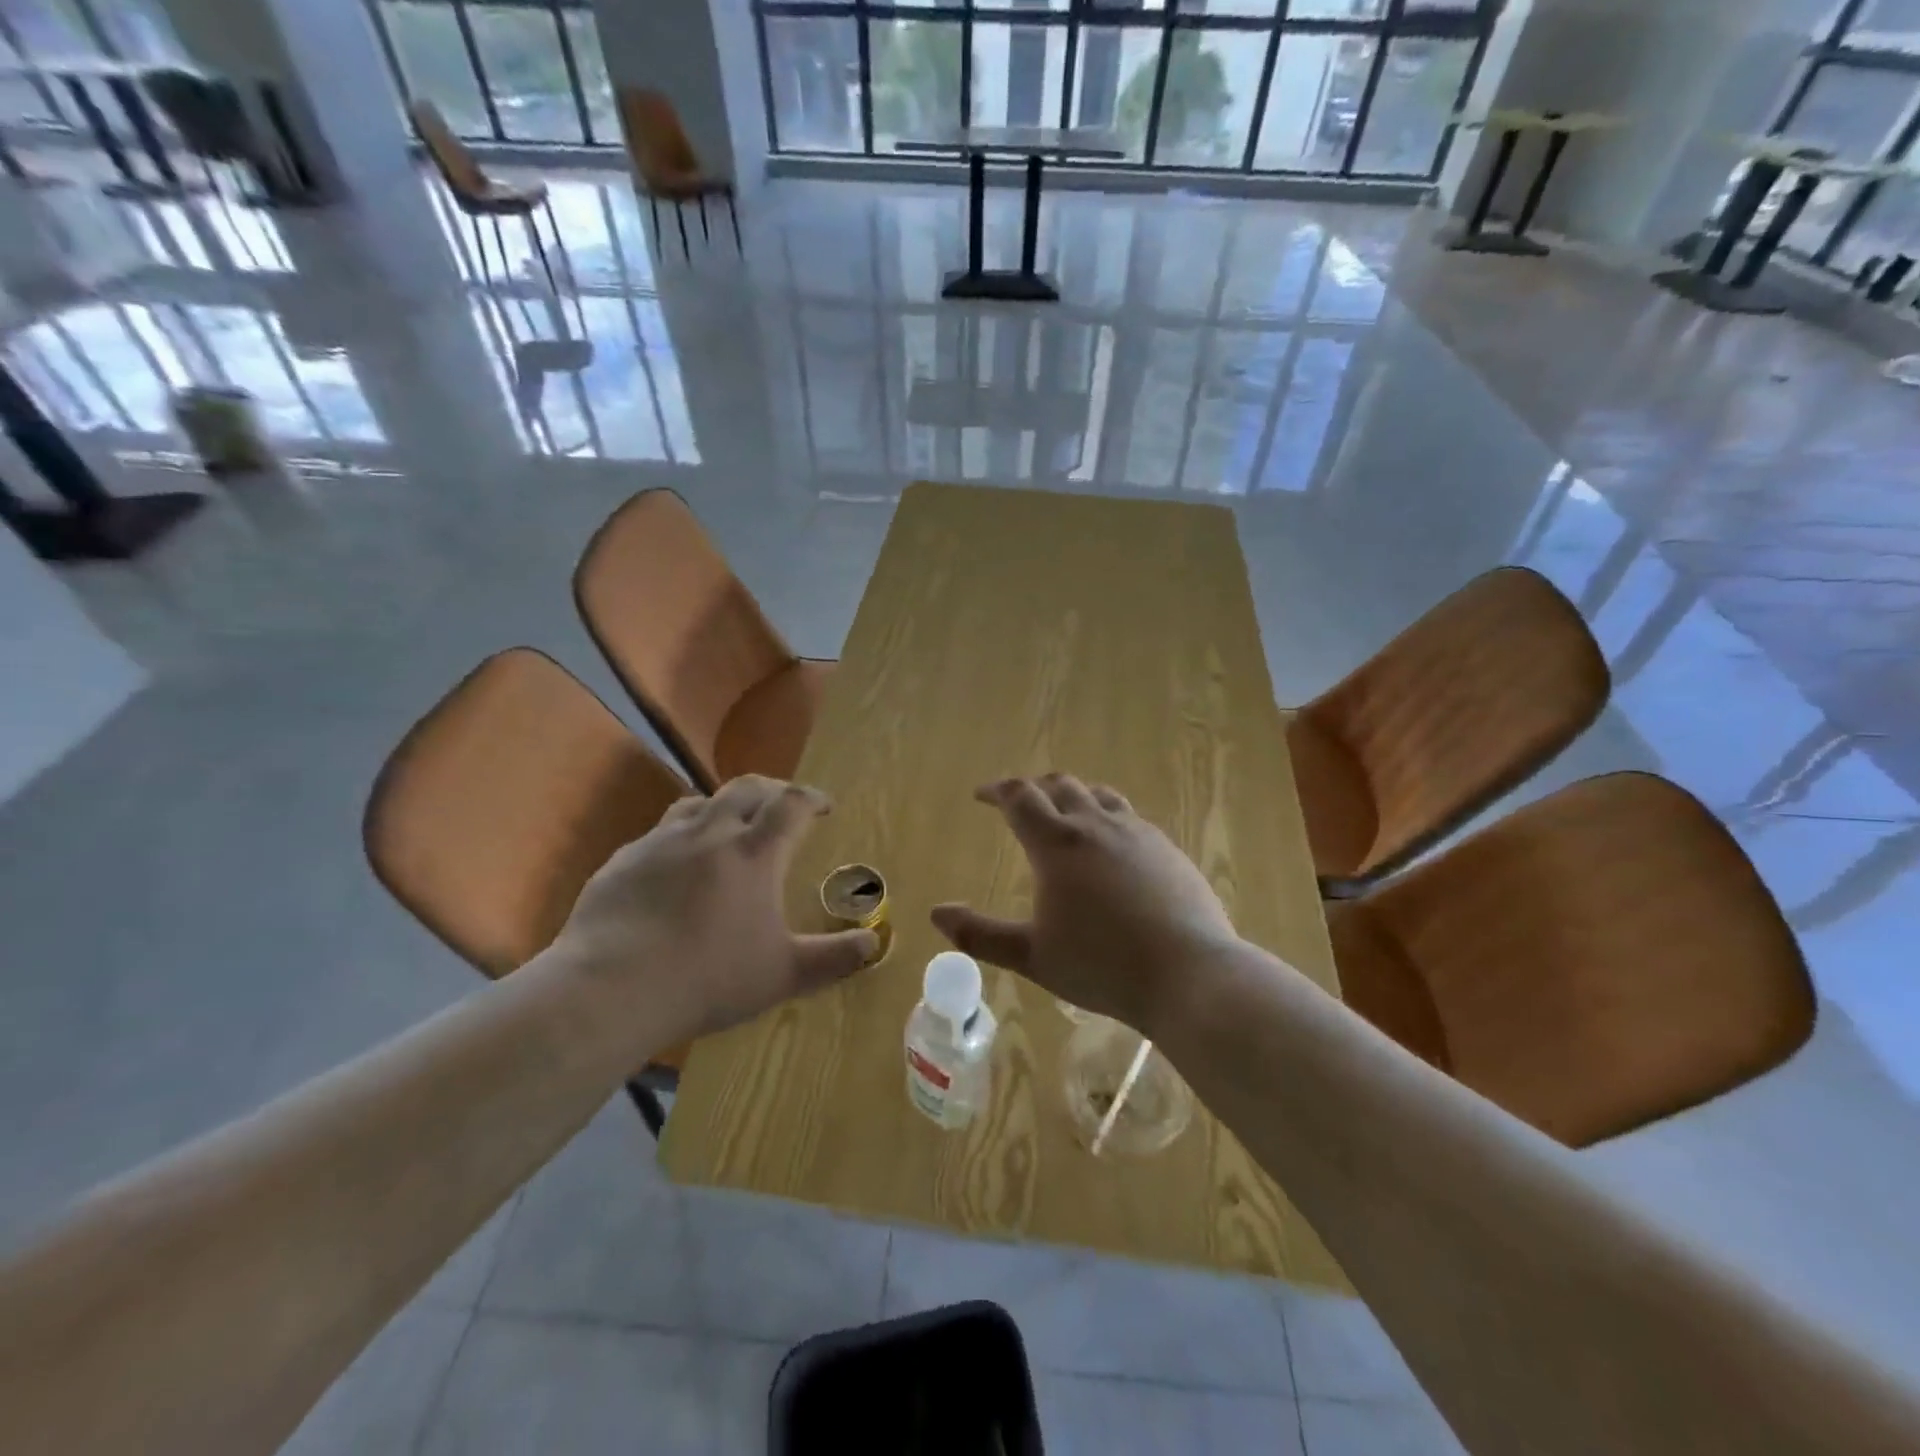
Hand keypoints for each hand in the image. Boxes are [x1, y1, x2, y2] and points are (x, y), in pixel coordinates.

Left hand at [551, 776, 877, 1050]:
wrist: (611, 989)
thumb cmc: (708, 978)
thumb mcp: (783, 974)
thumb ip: (833, 958)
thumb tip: (875, 943)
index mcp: (754, 853)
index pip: (791, 804)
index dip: (812, 798)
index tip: (824, 807)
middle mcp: (710, 833)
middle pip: (747, 788)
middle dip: (772, 790)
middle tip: (783, 806)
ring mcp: (662, 841)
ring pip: (701, 802)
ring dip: (725, 806)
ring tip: (732, 827)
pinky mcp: (624, 859)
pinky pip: (661, 832)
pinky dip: (682, 835)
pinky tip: (677, 866)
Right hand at [930, 774, 1240, 1033]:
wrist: (1189, 974)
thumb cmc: (1102, 966)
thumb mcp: (1032, 957)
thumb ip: (981, 934)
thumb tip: (936, 913)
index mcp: (1058, 844)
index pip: (1020, 797)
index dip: (996, 791)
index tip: (981, 795)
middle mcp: (1097, 825)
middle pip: (1060, 785)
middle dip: (1033, 788)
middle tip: (1018, 802)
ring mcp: (1138, 833)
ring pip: (1099, 795)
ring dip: (1074, 796)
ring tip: (1064, 812)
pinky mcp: (1168, 849)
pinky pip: (1130, 817)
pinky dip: (1107, 817)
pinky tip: (1111, 845)